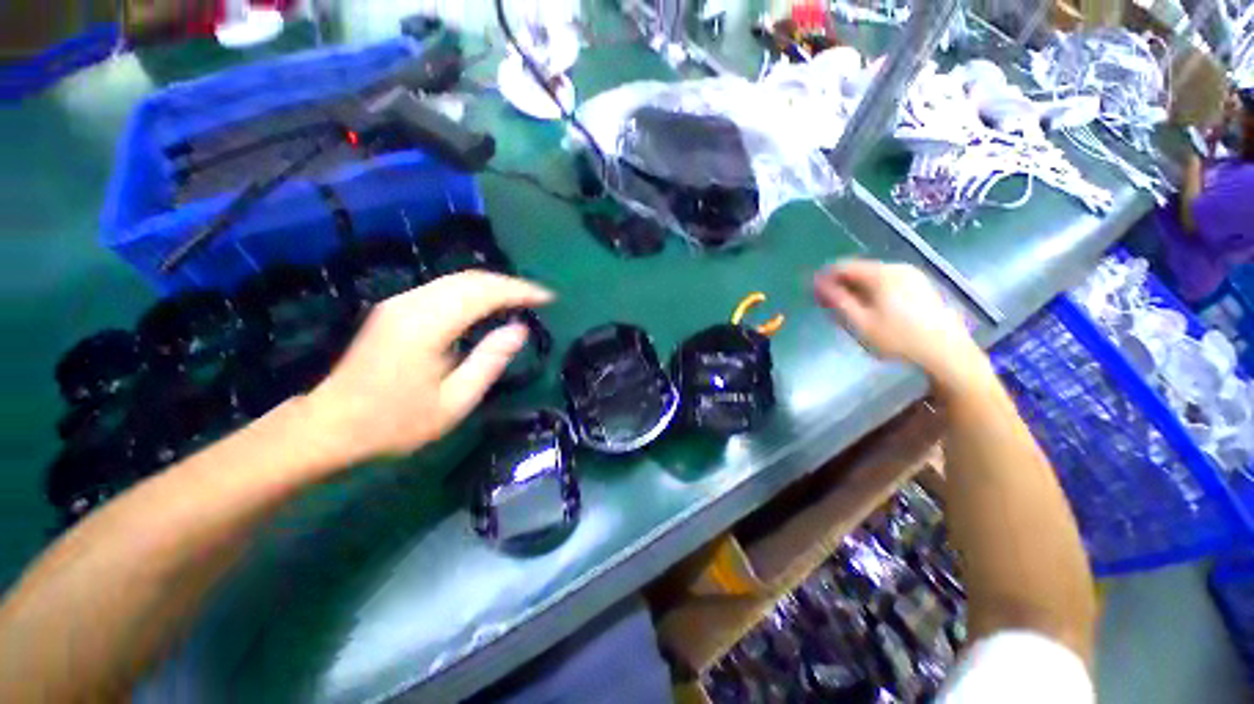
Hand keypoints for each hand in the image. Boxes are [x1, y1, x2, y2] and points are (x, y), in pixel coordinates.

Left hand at [302, 271, 553, 466]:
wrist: (330, 426)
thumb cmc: (396, 422)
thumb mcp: (455, 401)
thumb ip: (490, 361)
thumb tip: (519, 330)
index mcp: (427, 325)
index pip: (483, 292)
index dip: (520, 291)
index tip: (548, 298)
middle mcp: (412, 303)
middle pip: (470, 279)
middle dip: (510, 284)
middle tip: (539, 298)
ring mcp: (400, 303)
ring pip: (456, 280)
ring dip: (493, 286)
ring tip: (521, 300)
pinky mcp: (395, 309)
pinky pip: (444, 289)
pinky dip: (474, 292)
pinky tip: (488, 305)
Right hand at [813, 259, 986, 391]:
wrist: (947, 353)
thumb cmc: (898, 339)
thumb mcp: (860, 323)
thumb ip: (837, 300)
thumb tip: (818, 284)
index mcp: (881, 274)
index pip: (843, 266)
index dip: (824, 278)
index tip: (812, 293)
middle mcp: (897, 268)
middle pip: (859, 270)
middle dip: (840, 285)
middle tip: (827, 305)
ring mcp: (913, 276)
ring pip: (874, 277)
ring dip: (856, 289)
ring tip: (847, 310)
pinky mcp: (922, 287)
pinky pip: (888, 283)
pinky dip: (873, 292)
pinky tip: (872, 310)